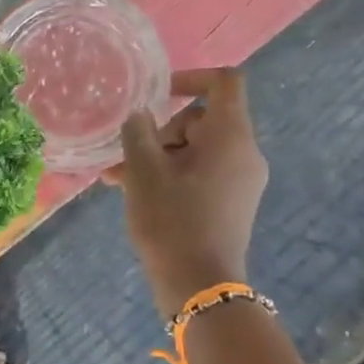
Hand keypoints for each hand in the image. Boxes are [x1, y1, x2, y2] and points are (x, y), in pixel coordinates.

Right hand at [108, 68, 268, 317]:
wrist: (199, 285)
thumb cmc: (171, 220)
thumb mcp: (143, 172)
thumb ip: (138, 133)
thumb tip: (139, 115)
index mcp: (231, 136)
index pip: (224, 82)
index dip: (190, 78)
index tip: (156, 95)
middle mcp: (245, 152)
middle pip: (202, 120)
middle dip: (161, 132)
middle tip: (127, 157)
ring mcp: (241, 180)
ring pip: (196, 150)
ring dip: (158, 157)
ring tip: (118, 179)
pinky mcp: (232, 202)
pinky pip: (201, 173)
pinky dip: (172, 174)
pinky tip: (136, 192)